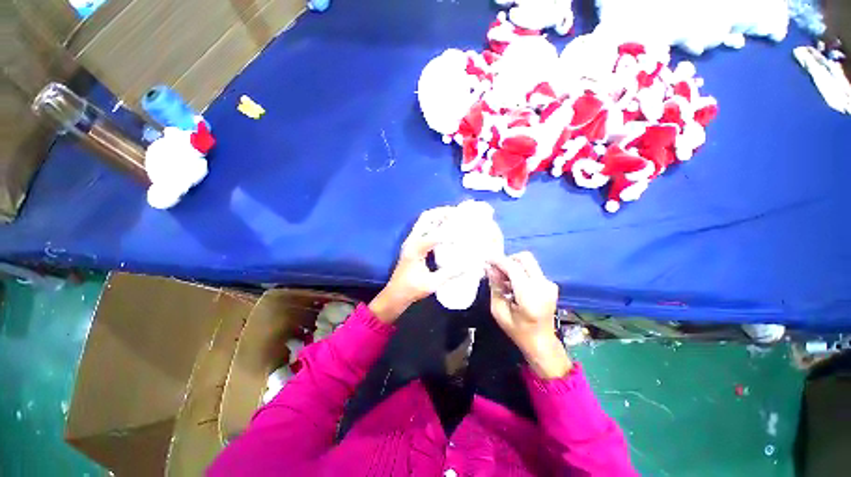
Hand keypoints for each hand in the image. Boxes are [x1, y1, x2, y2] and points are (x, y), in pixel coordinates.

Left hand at [369, 207, 458, 322]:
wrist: (395, 294)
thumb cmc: (411, 289)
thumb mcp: (432, 283)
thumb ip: (450, 273)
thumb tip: (469, 265)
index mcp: (415, 248)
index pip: (435, 235)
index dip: (451, 232)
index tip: (465, 232)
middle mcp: (412, 240)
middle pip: (426, 218)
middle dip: (442, 213)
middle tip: (458, 212)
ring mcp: (411, 241)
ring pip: (424, 221)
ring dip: (438, 216)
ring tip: (454, 215)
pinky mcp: (413, 244)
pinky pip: (424, 227)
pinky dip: (435, 223)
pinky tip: (445, 227)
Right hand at [487, 252, 571, 378]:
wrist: (542, 343)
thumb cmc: (518, 331)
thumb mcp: (499, 311)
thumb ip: (495, 287)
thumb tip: (490, 269)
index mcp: (530, 296)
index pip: (513, 267)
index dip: (498, 261)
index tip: (487, 260)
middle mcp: (543, 286)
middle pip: (525, 258)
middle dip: (508, 260)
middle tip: (496, 270)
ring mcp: (549, 284)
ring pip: (528, 262)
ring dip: (513, 266)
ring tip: (503, 280)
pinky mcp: (550, 284)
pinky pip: (532, 269)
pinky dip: (520, 271)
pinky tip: (513, 284)